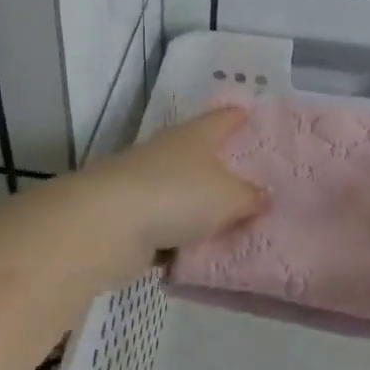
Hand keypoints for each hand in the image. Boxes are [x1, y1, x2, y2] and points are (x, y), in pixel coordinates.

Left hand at [71, 108, 264, 279]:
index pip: (224, 118)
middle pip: (201, 153)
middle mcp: (169, 152)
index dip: (240, 116)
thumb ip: (250, 197)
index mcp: (196, 135)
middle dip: (223, 165)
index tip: (252, 116)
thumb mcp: (229, 197)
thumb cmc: (177, 195)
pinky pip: (166, 225)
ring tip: (232, 223)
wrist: (107, 226)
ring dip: (200, 206)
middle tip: (254, 180)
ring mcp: (145, 184)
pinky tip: (200, 253)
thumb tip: (263, 196)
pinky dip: (180, 237)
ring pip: (183, 192)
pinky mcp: (130, 217)